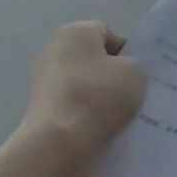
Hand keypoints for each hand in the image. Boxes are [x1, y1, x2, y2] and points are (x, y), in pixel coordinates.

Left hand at [23, 21, 147, 162]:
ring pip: (83, 87)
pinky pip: (72, 108)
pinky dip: (85, 118)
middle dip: (111, 77)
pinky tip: (99, 132)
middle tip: (131, 98)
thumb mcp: (136, 73)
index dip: (127, 54)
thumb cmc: (98, 97)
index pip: (108, 35)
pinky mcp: (38, 111)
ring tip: (117, 120)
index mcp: (75, 32)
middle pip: (93, 61)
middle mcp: (53, 50)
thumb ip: (135, 66)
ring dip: (99, 100)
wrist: (58, 145)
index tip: (137, 77)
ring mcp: (42, 82)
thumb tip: (124, 73)